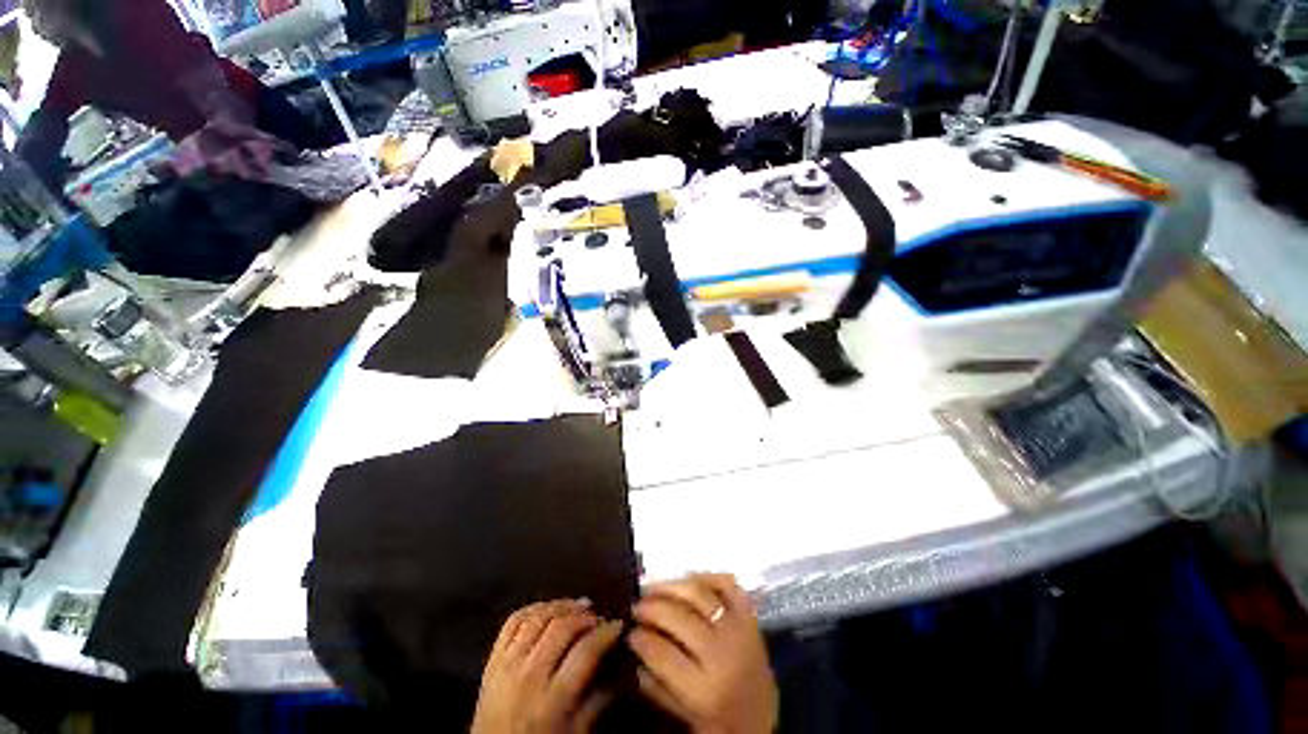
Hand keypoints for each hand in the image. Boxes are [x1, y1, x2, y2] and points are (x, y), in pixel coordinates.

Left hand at [472, 600, 623, 733]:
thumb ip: (598, 701)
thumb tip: (624, 669)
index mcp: (551, 702)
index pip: (585, 652)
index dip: (605, 633)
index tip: (618, 625)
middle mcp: (528, 677)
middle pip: (561, 628)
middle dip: (585, 616)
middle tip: (599, 616)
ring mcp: (506, 665)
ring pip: (538, 618)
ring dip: (562, 606)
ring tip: (580, 606)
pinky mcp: (492, 660)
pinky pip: (513, 622)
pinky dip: (534, 608)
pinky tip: (549, 608)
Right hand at [628, 575, 776, 733]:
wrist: (763, 722)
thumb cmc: (720, 725)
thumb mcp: (685, 716)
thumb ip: (656, 685)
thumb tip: (633, 646)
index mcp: (706, 691)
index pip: (663, 653)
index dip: (640, 638)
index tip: (628, 631)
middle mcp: (723, 654)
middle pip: (679, 617)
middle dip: (651, 608)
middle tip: (636, 606)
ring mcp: (739, 629)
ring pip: (699, 594)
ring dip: (672, 586)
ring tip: (653, 588)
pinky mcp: (750, 616)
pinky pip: (728, 584)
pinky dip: (706, 576)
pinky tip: (688, 580)